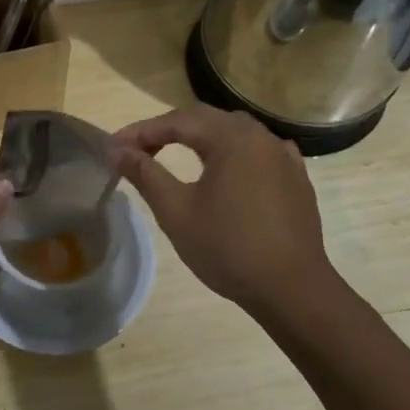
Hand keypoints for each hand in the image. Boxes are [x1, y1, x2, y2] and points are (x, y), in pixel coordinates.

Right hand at [112, 105, 345, 321]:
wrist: (293, 290)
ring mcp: (283, 156)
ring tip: (174, 155)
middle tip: (137, 150)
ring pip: (234, 132)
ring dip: (200, 138)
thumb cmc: (228, 248)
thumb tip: (115, 150)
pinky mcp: (296, 178)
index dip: (141, 132)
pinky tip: (227, 169)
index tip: (113, 148)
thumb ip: (145, 174)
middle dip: (167, 130)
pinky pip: (257, 151)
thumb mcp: (176, 211)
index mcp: (231, 138)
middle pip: (205, 120)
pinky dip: (232, 153)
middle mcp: (260, 136)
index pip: (176, 121)